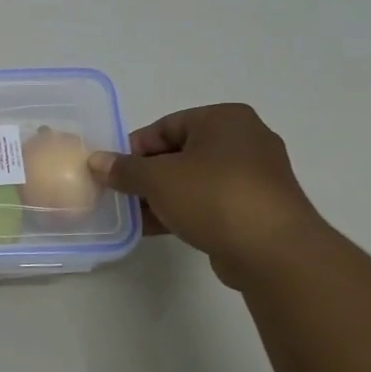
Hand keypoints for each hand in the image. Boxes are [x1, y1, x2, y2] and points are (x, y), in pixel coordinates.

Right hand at [88, 104, 325, 288]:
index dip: (133, 148)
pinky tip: (155, 229)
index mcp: (225, 119)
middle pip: (179, 153)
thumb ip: (124, 169)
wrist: (274, 251)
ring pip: (193, 181)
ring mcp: (254, 177)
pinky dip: (182, 211)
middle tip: (119, 193)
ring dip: (161, 196)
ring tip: (131, 215)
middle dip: (146, 175)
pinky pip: (209, 203)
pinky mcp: (256, 209)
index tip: (111, 171)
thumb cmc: (214, 197)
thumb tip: (96, 161)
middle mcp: (244, 141)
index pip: (166, 126)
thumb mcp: (158, 179)